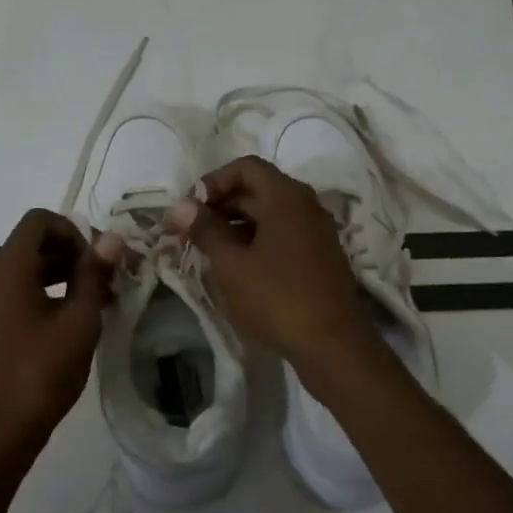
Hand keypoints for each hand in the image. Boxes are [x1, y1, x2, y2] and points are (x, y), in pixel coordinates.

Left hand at [0, 209, 117, 469]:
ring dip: (63, 275)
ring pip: (28, 269)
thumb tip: (112, 239)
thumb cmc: (40, 374)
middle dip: (73, 252)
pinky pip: (19, 293)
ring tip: (97, 302)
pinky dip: (47, 294)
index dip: (73, 230)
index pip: (39, 220)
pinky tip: (72, 324)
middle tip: (106, 280)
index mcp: (10, 268)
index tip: (98, 261)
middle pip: (33, 243)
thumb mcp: (79, 322)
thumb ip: (94, 275)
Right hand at [165, 155, 376, 368]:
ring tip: (208, 252)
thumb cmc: (276, 297)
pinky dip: (256, 242)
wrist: (333, 345)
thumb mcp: (231, 263)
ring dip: (236, 226)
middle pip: (257, 190)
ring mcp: (317, 232)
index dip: (213, 181)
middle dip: (220, 206)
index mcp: (286, 197)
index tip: (190, 208)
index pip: (245, 167)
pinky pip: (282, 236)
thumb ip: (205, 229)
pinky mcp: (320, 258)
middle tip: (189, 232)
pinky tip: (237, 269)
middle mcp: (306, 206)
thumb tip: (179, 204)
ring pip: (269, 215)